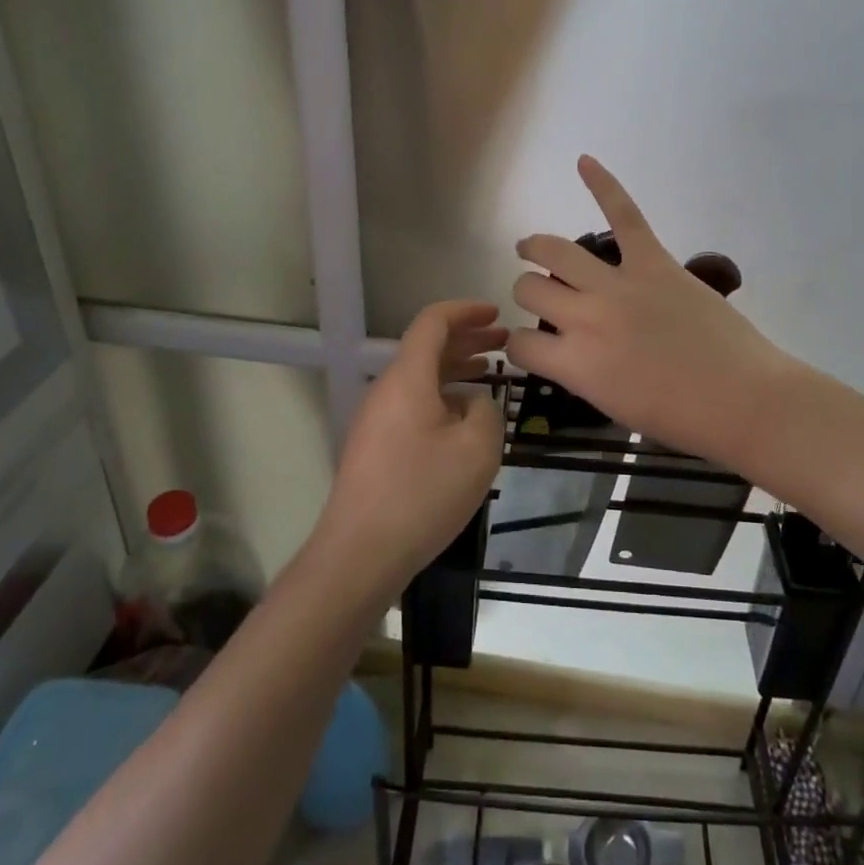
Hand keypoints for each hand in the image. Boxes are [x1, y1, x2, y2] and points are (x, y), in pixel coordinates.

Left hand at [315, 300, 506, 599]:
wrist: (360, 553)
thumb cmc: (422, 493)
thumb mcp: (476, 449)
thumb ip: (486, 412)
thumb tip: (475, 404)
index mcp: (408, 377)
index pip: (433, 322)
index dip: (466, 311)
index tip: (496, 313)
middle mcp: (387, 389)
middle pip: (427, 347)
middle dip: (467, 338)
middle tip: (503, 340)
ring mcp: (377, 419)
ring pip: (420, 377)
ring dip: (455, 367)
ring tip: (490, 372)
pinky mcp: (375, 446)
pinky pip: (412, 403)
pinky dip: (442, 395)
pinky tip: (464, 416)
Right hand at [508, 157, 802, 469]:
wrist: (743, 400)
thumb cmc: (681, 418)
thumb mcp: (612, 405)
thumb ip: (580, 371)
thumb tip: (569, 348)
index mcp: (575, 364)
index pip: (520, 344)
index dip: (518, 345)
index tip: (530, 346)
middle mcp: (586, 318)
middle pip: (530, 289)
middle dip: (526, 292)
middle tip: (539, 295)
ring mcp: (619, 285)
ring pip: (557, 251)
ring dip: (536, 247)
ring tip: (530, 247)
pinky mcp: (654, 261)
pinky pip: (624, 215)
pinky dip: (604, 185)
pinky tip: (585, 162)